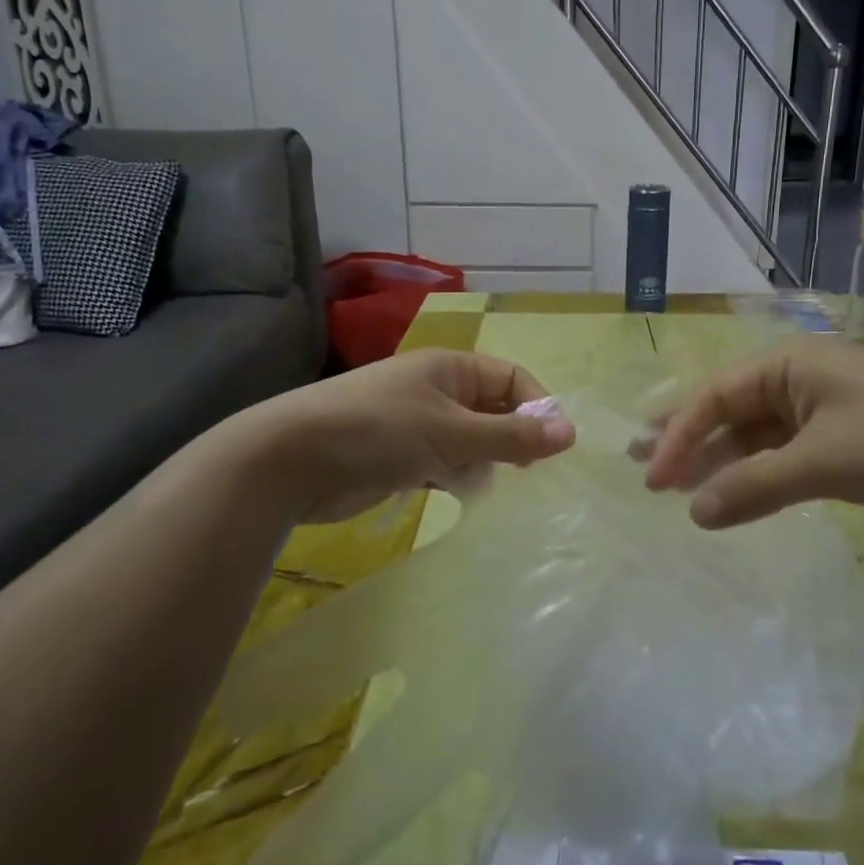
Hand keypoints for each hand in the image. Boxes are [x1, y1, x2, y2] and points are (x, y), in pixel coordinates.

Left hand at [226, 350, 575, 523]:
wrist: (292, 460)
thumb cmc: (379, 430)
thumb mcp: (452, 432)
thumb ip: (510, 436)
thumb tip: (570, 432)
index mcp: (451, 368)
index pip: (511, 379)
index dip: (536, 407)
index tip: (554, 448)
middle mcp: (437, 391)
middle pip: (492, 411)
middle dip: (511, 440)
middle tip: (526, 474)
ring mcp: (417, 425)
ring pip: (469, 442)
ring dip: (483, 463)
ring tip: (490, 486)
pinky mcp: (400, 458)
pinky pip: (444, 464)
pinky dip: (456, 478)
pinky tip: (460, 496)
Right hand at [641, 336, 863, 527]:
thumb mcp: (828, 463)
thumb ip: (755, 486)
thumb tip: (692, 514)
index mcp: (790, 363)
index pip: (715, 396)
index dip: (677, 436)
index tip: (652, 479)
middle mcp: (801, 378)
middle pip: (730, 409)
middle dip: (689, 440)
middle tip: (646, 471)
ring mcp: (827, 409)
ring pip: (758, 434)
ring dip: (722, 461)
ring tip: (682, 490)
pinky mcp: (850, 438)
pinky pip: (788, 453)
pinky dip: (760, 474)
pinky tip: (740, 494)